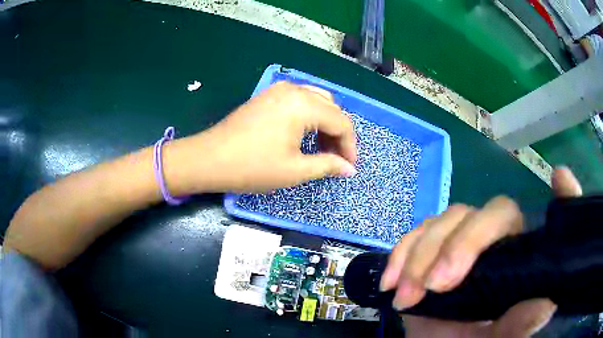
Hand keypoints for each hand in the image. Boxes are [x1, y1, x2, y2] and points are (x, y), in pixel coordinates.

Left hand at [172, 81, 356, 192]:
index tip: (349, 167)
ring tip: (322, 148)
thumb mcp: (294, 170)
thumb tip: (349, 168)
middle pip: (331, 108)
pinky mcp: (267, 95)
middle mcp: (294, 90)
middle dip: (338, 134)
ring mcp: (278, 90)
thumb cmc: (252, 167)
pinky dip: (310, 116)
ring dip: (325, 123)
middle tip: (336, 159)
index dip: (350, 146)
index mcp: (304, 105)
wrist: (209, 159)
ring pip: (317, 101)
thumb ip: (327, 165)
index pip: (341, 122)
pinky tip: (305, 134)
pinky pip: (299, 100)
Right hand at [379, 167, 581, 336]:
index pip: (547, 222)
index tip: (560, 177)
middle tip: (437, 284)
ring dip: (422, 255)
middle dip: (461, 244)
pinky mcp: (430, 248)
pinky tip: (391, 283)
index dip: (560, 194)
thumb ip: (519, 326)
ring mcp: (462, 241)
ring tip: (408, 296)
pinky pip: (415, 234)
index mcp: (519, 257)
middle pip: (490, 213)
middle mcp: (497, 241)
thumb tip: (546, 304)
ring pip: (448, 219)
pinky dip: (400, 255)